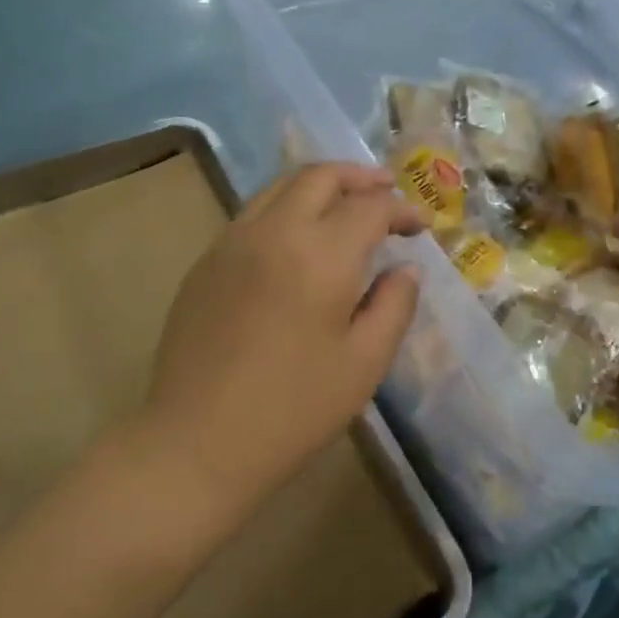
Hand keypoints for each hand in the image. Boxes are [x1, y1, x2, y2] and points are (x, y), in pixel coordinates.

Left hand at [147, 163, 425, 508]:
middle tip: (387, 190)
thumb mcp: (364, 363)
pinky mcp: (206, 261)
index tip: (419, 229)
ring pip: (281, 187)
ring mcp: (232, 241)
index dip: (402, 210)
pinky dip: (286, 207)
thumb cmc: (293, 409)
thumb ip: (394, 305)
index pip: (370, 207)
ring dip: (320, 185)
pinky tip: (298, 239)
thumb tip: (406, 269)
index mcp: (321, 255)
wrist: (198, 442)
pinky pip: (253, 214)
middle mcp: (274, 231)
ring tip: (345, 203)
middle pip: (320, 176)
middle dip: (361, 177)